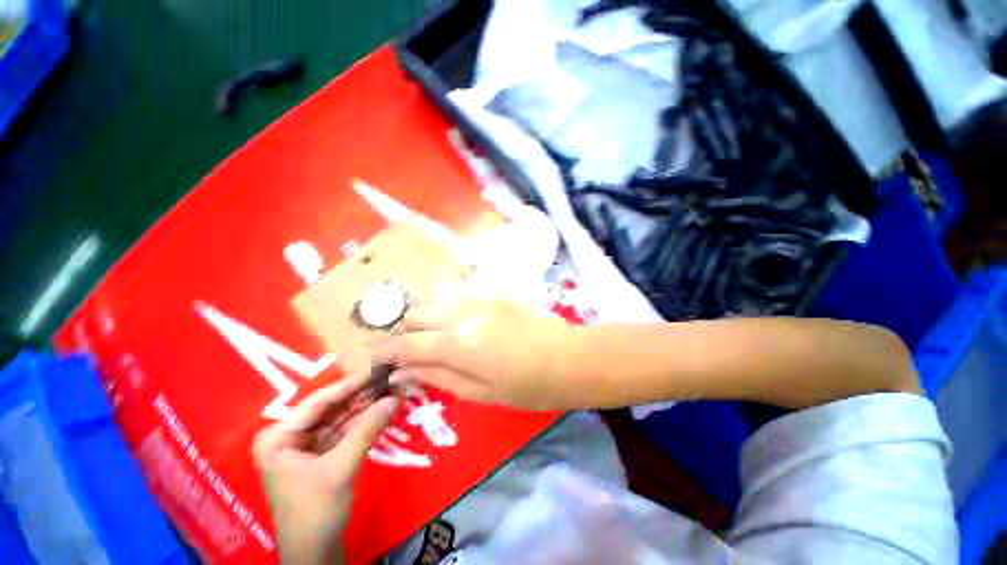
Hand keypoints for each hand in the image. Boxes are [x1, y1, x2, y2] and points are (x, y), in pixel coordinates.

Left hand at [252, 374, 399, 564]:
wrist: (316, 554)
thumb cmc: (315, 512)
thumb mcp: (341, 468)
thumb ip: (367, 430)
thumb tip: (395, 397)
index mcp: (278, 437)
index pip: (319, 402)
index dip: (352, 384)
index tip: (378, 369)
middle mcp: (290, 436)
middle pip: (332, 408)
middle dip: (363, 395)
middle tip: (391, 379)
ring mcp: (307, 445)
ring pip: (342, 418)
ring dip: (368, 407)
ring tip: (393, 391)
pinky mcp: (323, 455)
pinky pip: (347, 431)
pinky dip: (366, 422)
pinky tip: (385, 410)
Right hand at [374, 294, 575, 410]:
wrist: (567, 357)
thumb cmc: (526, 385)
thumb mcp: (478, 392)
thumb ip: (436, 377)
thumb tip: (401, 371)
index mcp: (456, 344)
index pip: (406, 343)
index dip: (387, 352)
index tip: (380, 362)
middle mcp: (460, 313)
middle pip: (414, 314)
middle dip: (403, 332)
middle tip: (410, 352)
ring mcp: (477, 297)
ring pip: (431, 297)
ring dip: (421, 315)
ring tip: (429, 335)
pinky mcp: (490, 291)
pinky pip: (454, 291)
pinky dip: (441, 304)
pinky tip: (451, 319)